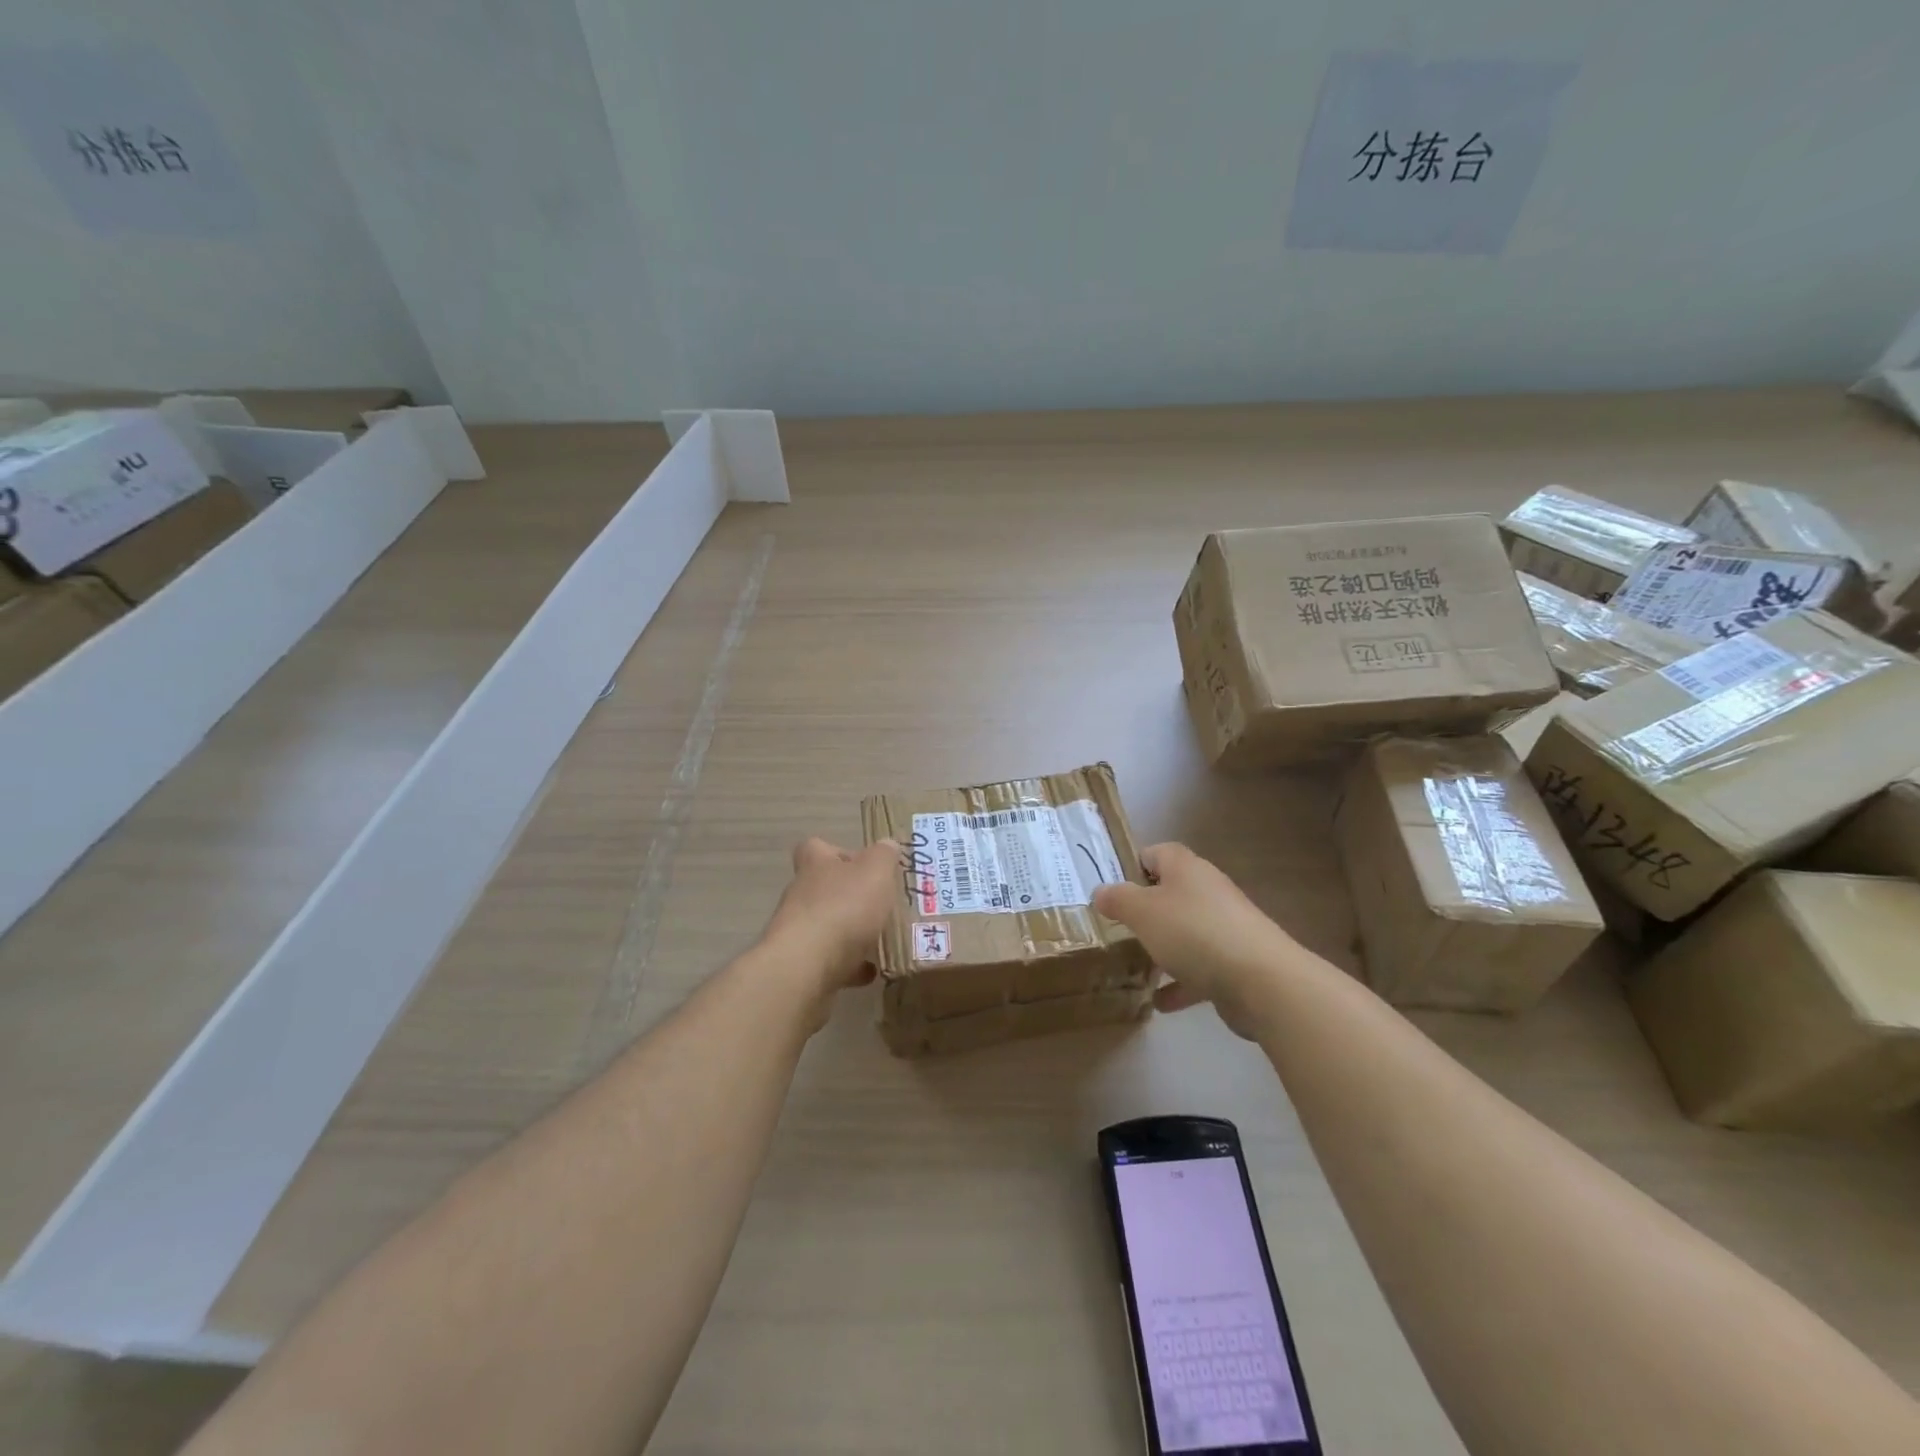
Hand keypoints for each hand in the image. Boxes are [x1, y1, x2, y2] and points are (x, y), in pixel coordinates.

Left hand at [761, 837, 899, 1022]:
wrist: (807, 966)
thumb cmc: (844, 907)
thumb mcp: (875, 871)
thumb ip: (884, 856)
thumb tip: (887, 845)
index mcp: (816, 866)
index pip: (816, 848)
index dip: (837, 852)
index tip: (862, 863)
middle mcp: (802, 895)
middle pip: (823, 888)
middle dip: (850, 896)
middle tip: (881, 903)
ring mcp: (799, 932)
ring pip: (828, 925)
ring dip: (851, 932)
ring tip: (881, 939)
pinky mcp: (803, 964)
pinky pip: (831, 961)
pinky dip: (850, 965)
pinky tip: (871, 971)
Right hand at [1092, 843, 1297, 1039]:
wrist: (1262, 980)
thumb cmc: (1194, 933)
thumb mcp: (1142, 912)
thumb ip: (1117, 900)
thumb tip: (1101, 891)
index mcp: (1186, 869)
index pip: (1155, 853)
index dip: (1132, 866)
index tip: (1111, 890)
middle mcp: (1208, 891)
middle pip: (1171, 893)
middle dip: (1145, 911)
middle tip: (1118, 929)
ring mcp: (1226, 927)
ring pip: (1186, 931)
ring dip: (1163, 947)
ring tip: (1135, 965)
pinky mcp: (1237, 962)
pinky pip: (1200, 968)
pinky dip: (1181, 983)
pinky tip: (1161, 1002)